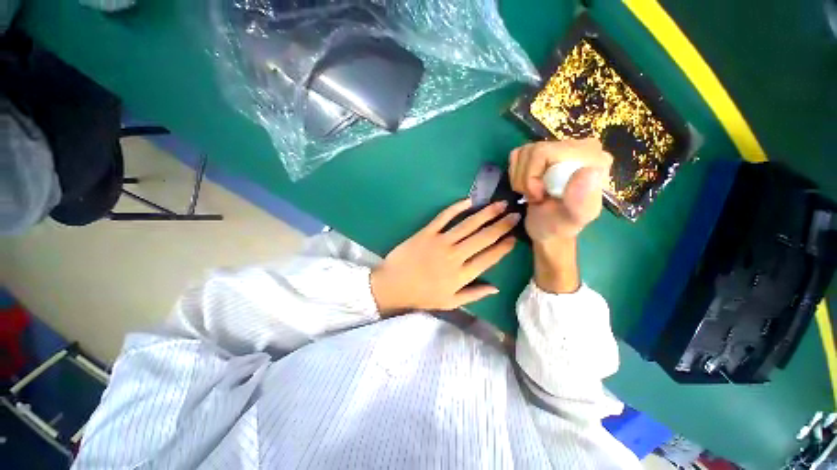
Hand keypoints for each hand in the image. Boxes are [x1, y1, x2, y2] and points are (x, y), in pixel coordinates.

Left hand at [371, 199, 518, 314]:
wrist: (393, 285)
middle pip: (483, 238)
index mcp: (462, 275)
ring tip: (500, 204)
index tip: (514, 237)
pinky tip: (469, 201)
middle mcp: (455, 256)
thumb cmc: (422, 295)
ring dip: (486, 213)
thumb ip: (474, 295)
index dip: (503, 247)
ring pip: (468, 225)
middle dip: (502, 226)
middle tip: (515, 214)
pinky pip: (444, 217)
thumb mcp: (450, 302)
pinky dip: (456, 207)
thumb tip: (496, 287)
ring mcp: (440, 242)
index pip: (489, 258)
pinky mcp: (427, 232)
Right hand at [509, 139, 611, 240]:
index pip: (545, 151)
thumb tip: (590, 170)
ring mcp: (558, 148)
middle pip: (532, 151)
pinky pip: (518, 155)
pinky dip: (516, 174)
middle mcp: (579, 147)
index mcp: (592, 158)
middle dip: (526, 179)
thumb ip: (582, 199)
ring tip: (532, 194)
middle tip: (535, 197)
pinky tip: (527, 186)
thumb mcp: (574, 218)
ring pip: (523, 153)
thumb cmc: (560, 226)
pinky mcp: (542, 153)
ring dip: (520, 179)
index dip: (532, 176)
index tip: (539, 196)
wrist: (547, 229)